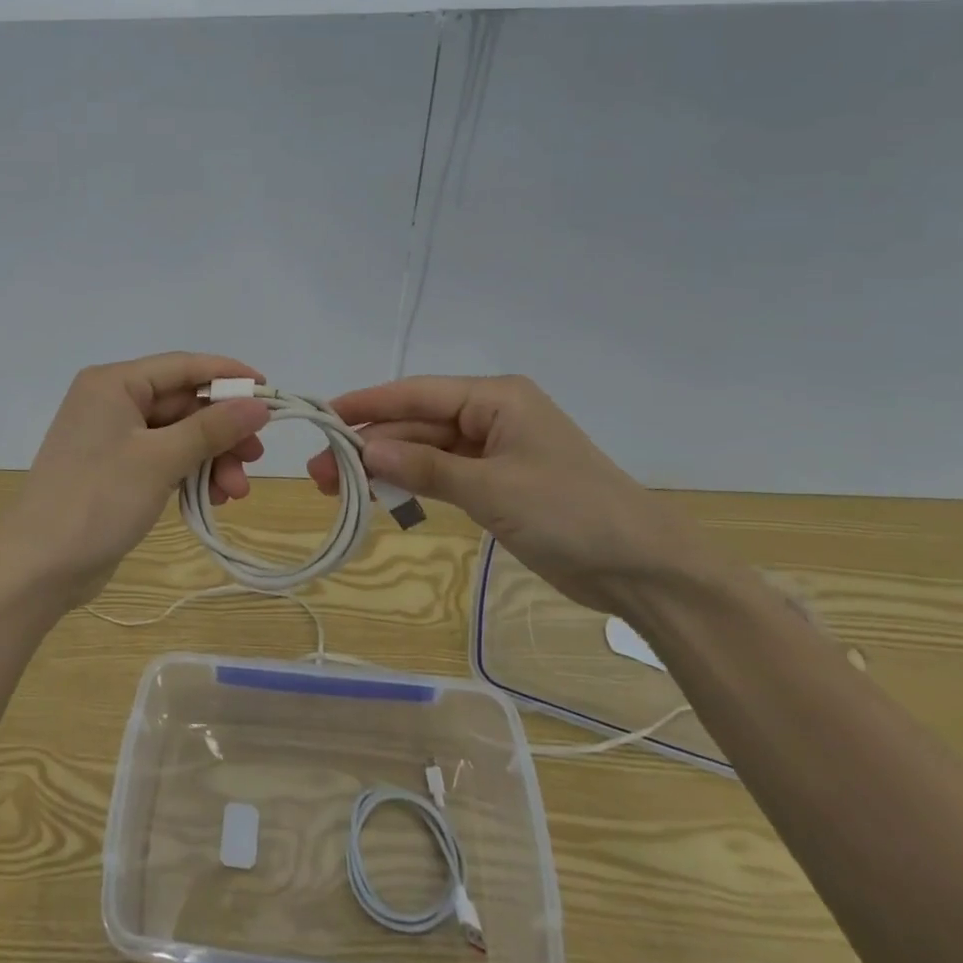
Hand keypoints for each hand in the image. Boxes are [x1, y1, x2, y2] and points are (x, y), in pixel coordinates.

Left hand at [0, 352, 270, 608]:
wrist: (38, 567)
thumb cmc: (97, 499)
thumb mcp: (160, 459)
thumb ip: (212, 428)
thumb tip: (259, 403)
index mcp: (114, 383)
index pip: (183, 366)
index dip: (229, 375)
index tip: (270, 392)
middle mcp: (113, 402)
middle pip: (183, 404)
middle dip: (222, 432)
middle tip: (256, 457)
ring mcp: (113, 439)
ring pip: (178, 436)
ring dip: (211, 459)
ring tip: (236, 492)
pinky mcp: (117, 471)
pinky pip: (165, 460)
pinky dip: (191, 474)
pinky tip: (213, 498)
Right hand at [306, 374, 722, 617]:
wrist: (644, 570)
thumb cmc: (570, 513)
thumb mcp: (492, 488)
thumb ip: (425, 466)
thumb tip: (365, 449)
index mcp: (496, 398)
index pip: (417, 393)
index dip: (368, 404)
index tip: (323, 416)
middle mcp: (491, 415)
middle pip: (417, 423)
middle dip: (370, 445)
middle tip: (319, 472)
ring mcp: (494, 451)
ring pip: (425, 450)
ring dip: (386, 467)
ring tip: (337, 489)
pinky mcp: (497, 483)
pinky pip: (443, 475)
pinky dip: (413, 484)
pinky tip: (380, 496)